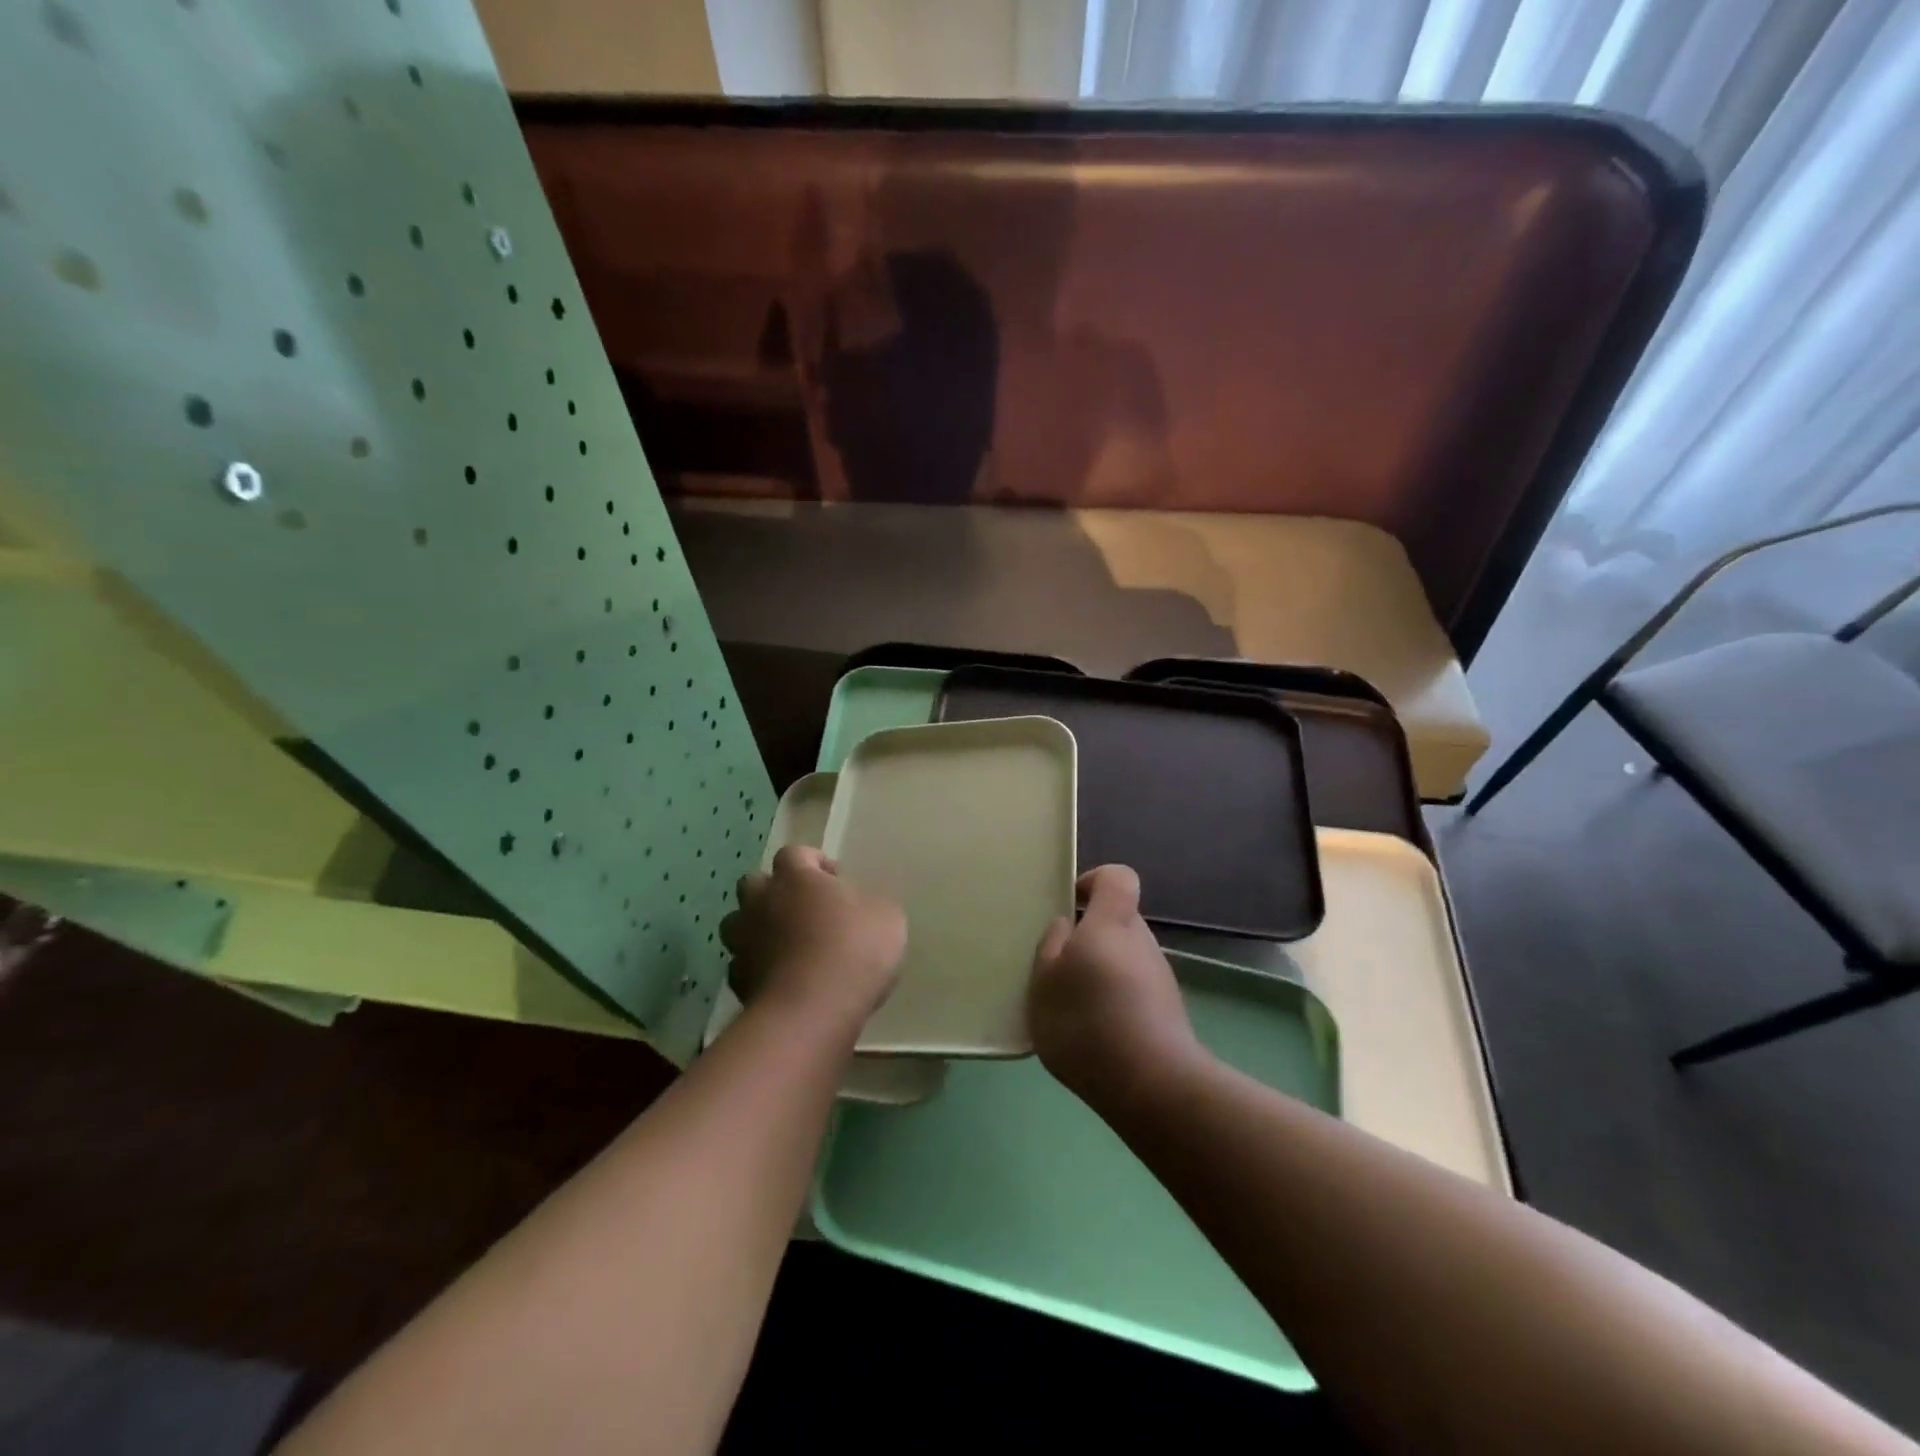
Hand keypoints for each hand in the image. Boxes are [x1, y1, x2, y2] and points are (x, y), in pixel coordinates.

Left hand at [720, 846, 905, 1035]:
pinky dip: (756, 969)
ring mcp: (744, 942)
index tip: (833, 878)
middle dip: (773, 891)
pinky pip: (741, 966)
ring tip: (784, 944)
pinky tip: (778, 981)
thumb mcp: (886, 917)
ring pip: (737, 924)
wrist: (813, 1010)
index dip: (812, 861)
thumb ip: (868, 904)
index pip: (794, 853)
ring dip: (756, 928)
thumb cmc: (854, 949)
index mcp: (796, 877)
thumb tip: (858, 907)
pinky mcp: (738, 982)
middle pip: (753, 883)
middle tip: (801, 908)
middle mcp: (761, 902)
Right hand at [1029, 865, 1200, 1110]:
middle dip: (1090, 934)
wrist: (1151, 1086)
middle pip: (1119, 920)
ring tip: (1075, 1006)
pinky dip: (1116, 1000)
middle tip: (1061, 965)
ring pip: (1126, 957)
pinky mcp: (1168, 1011)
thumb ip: (1051, 945)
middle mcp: (1143, 941)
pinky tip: (1096, 1032)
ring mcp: (1160, 977)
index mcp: (1112, 923)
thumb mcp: (1044, 982)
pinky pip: (1135, 990)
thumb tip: (1067, 925)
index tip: (1069, 902)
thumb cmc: (1087, 1021)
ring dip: (1102, 971)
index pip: (1117, 877)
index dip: (1093, 881)